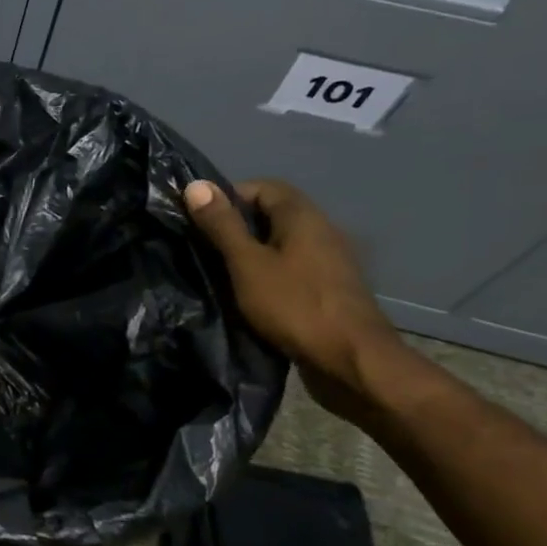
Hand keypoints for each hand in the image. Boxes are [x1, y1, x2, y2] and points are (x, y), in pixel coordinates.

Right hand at [184, 178, 407, 416]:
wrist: (350, 360)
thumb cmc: (293, 305)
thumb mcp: (246, 264)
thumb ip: (221, 226)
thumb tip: (196, 185)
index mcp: (303, 217)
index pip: (263, 187)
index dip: (229, 197)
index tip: (201, 222)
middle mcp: (322, 230)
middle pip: (273, 215)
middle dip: (237, 227)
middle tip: (206, 250)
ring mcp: (330, 261)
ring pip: (282, 244)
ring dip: (253, 254)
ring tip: (223, 275)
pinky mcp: (330, 289)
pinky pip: (293, 269)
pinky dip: (269, 274)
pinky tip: (252, 297)